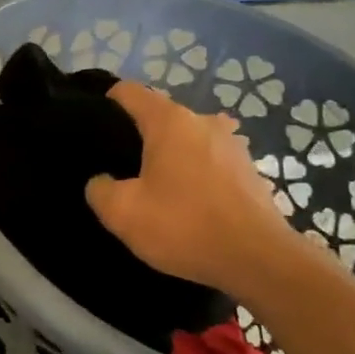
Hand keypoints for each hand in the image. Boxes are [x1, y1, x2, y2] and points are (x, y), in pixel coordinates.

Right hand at [85, 82, 308, 295]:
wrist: (261, 262)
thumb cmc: (185, 226)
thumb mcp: (122, 213)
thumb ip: (100, 189)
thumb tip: (102, 181)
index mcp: (169, 121)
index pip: (129, 92)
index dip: (106, 102)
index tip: (94, 128)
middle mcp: (203, 122)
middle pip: (160, 116)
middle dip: (139, 135)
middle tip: (120, 168)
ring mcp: (232, 145)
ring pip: (188, 139)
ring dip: (171, 156)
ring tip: (156, 187)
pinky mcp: (250, 171)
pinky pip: (210, 162)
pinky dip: (196, 174)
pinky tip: (189, 203)